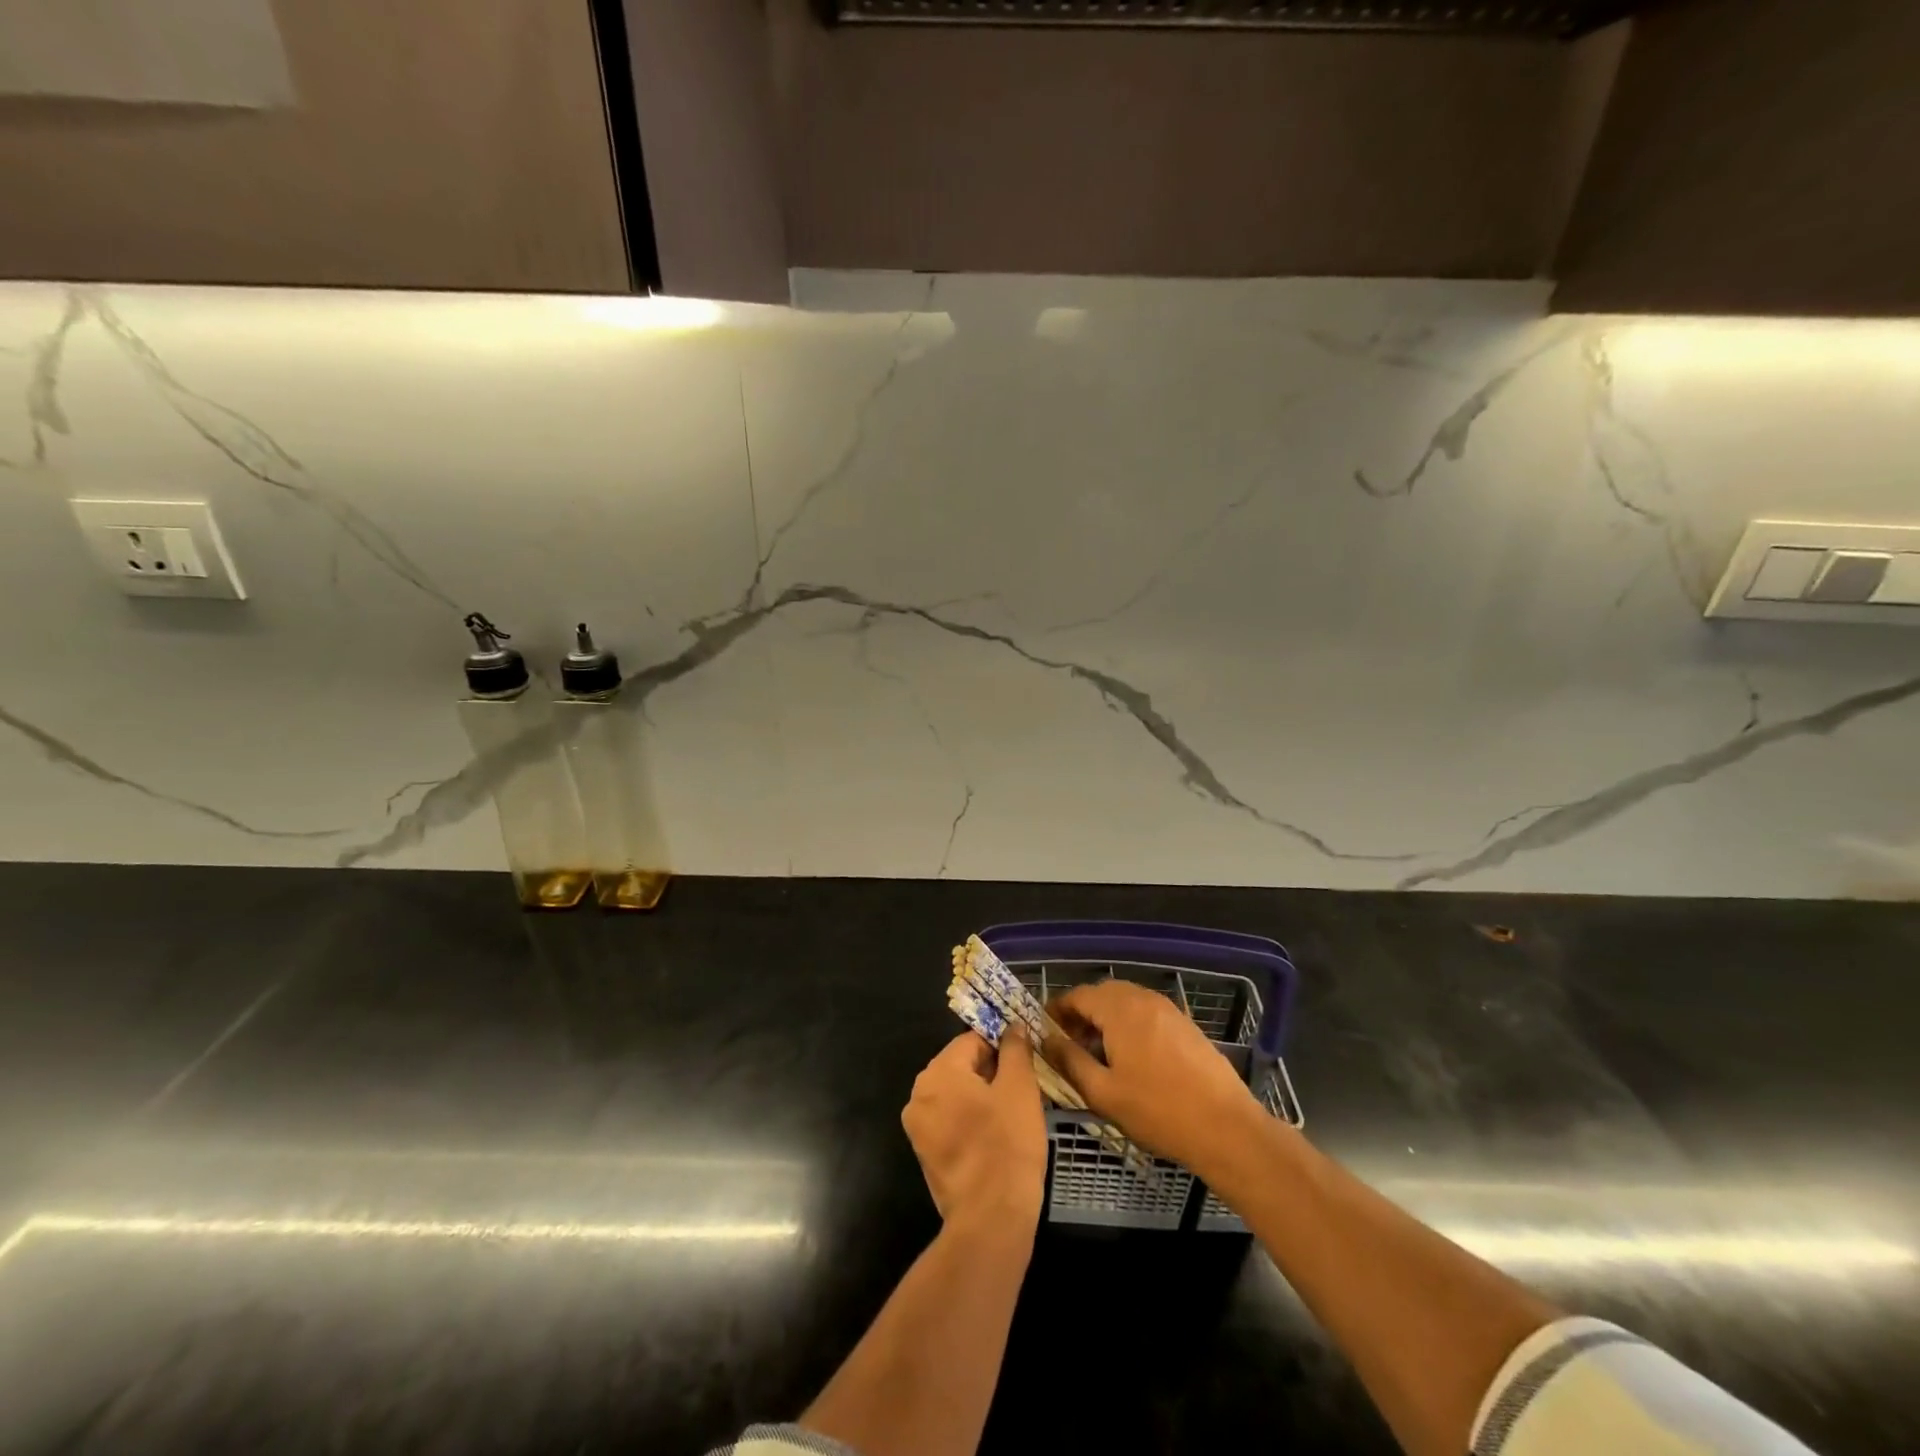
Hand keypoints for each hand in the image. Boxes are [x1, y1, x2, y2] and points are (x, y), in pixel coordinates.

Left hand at [902, 1029, 1047, 1237]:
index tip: (1026, 1062)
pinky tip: (998, 1136)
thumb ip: (1015, 1049)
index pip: (972, 1040)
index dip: (1002, 1046)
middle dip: (992, 1072)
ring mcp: (918, 1126)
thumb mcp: (1020, 1088)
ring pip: (957, 1094)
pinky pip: (951, 1121)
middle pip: (961, 1066)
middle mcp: (919, 1094)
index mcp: (937, 1072)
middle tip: (1024, 1089)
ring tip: (1014, 1113)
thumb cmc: (1007, 1146)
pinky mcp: (925, 1153)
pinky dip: (972, 1120)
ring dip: (984, 1097)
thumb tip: (1011, 1026)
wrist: (990, 1221)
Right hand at [1045, 980, 1265, 1181]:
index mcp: (1120, 1009)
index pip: (1077, 995)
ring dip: (1105, 1019)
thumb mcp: (1103, 1092)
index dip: (1057, 1010)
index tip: (1044, 1031)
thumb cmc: (1158, 1111)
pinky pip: (1146, 1013)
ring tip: (1097, 1053)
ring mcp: (1168, 1009)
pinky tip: (1130, 1058)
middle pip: (1102, 994)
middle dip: (1081, 1014)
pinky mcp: (1185, 1024)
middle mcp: (1143, 998)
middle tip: (1068, 1044)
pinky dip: (1129, 1024)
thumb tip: (1046, 1039)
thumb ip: (1070, 1060)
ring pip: (1125, 1002)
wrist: (1226, 1128)